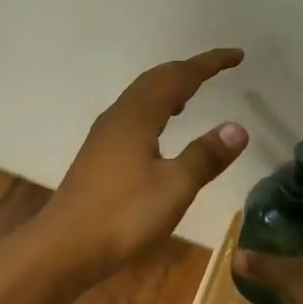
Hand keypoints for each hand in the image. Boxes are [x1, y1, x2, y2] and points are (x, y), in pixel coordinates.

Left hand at [40, 48, 248, 279]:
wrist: (65, 247)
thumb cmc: (123, 215)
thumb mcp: (174, 187)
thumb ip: (205, 156)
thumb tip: (237, 127)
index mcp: (137, 116)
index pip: (178, 77)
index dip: (208, 64)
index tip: (237, 56)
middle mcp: (118, 117)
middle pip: (154, 81)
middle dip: (187, 71)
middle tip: (217, 70)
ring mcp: (104, 137)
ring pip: (140, 99)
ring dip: (168, 89)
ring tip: (192, 94)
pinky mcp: (98, 156)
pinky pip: (132, 117)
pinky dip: (154, 111)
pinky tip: (160, 132)